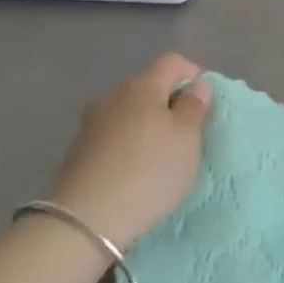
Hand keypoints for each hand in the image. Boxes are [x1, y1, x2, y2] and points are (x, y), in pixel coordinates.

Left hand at [47, 53, 211, 248]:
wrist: (84, 221)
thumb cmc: (148, 172)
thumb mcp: (186, 140)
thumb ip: (194, 107)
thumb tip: (197, 84)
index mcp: (143, 85)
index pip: (172, 62)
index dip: (193, 73)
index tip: (204, 102)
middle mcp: (114, 94)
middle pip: (148, 85)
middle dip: (169, 102)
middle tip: (186, 133)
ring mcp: (92, 121)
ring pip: (129, 111)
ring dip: (147, 124)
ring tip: (159, 156)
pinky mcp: (78, 149)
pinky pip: (113, 134)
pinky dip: (128, 144)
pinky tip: (133, 170)